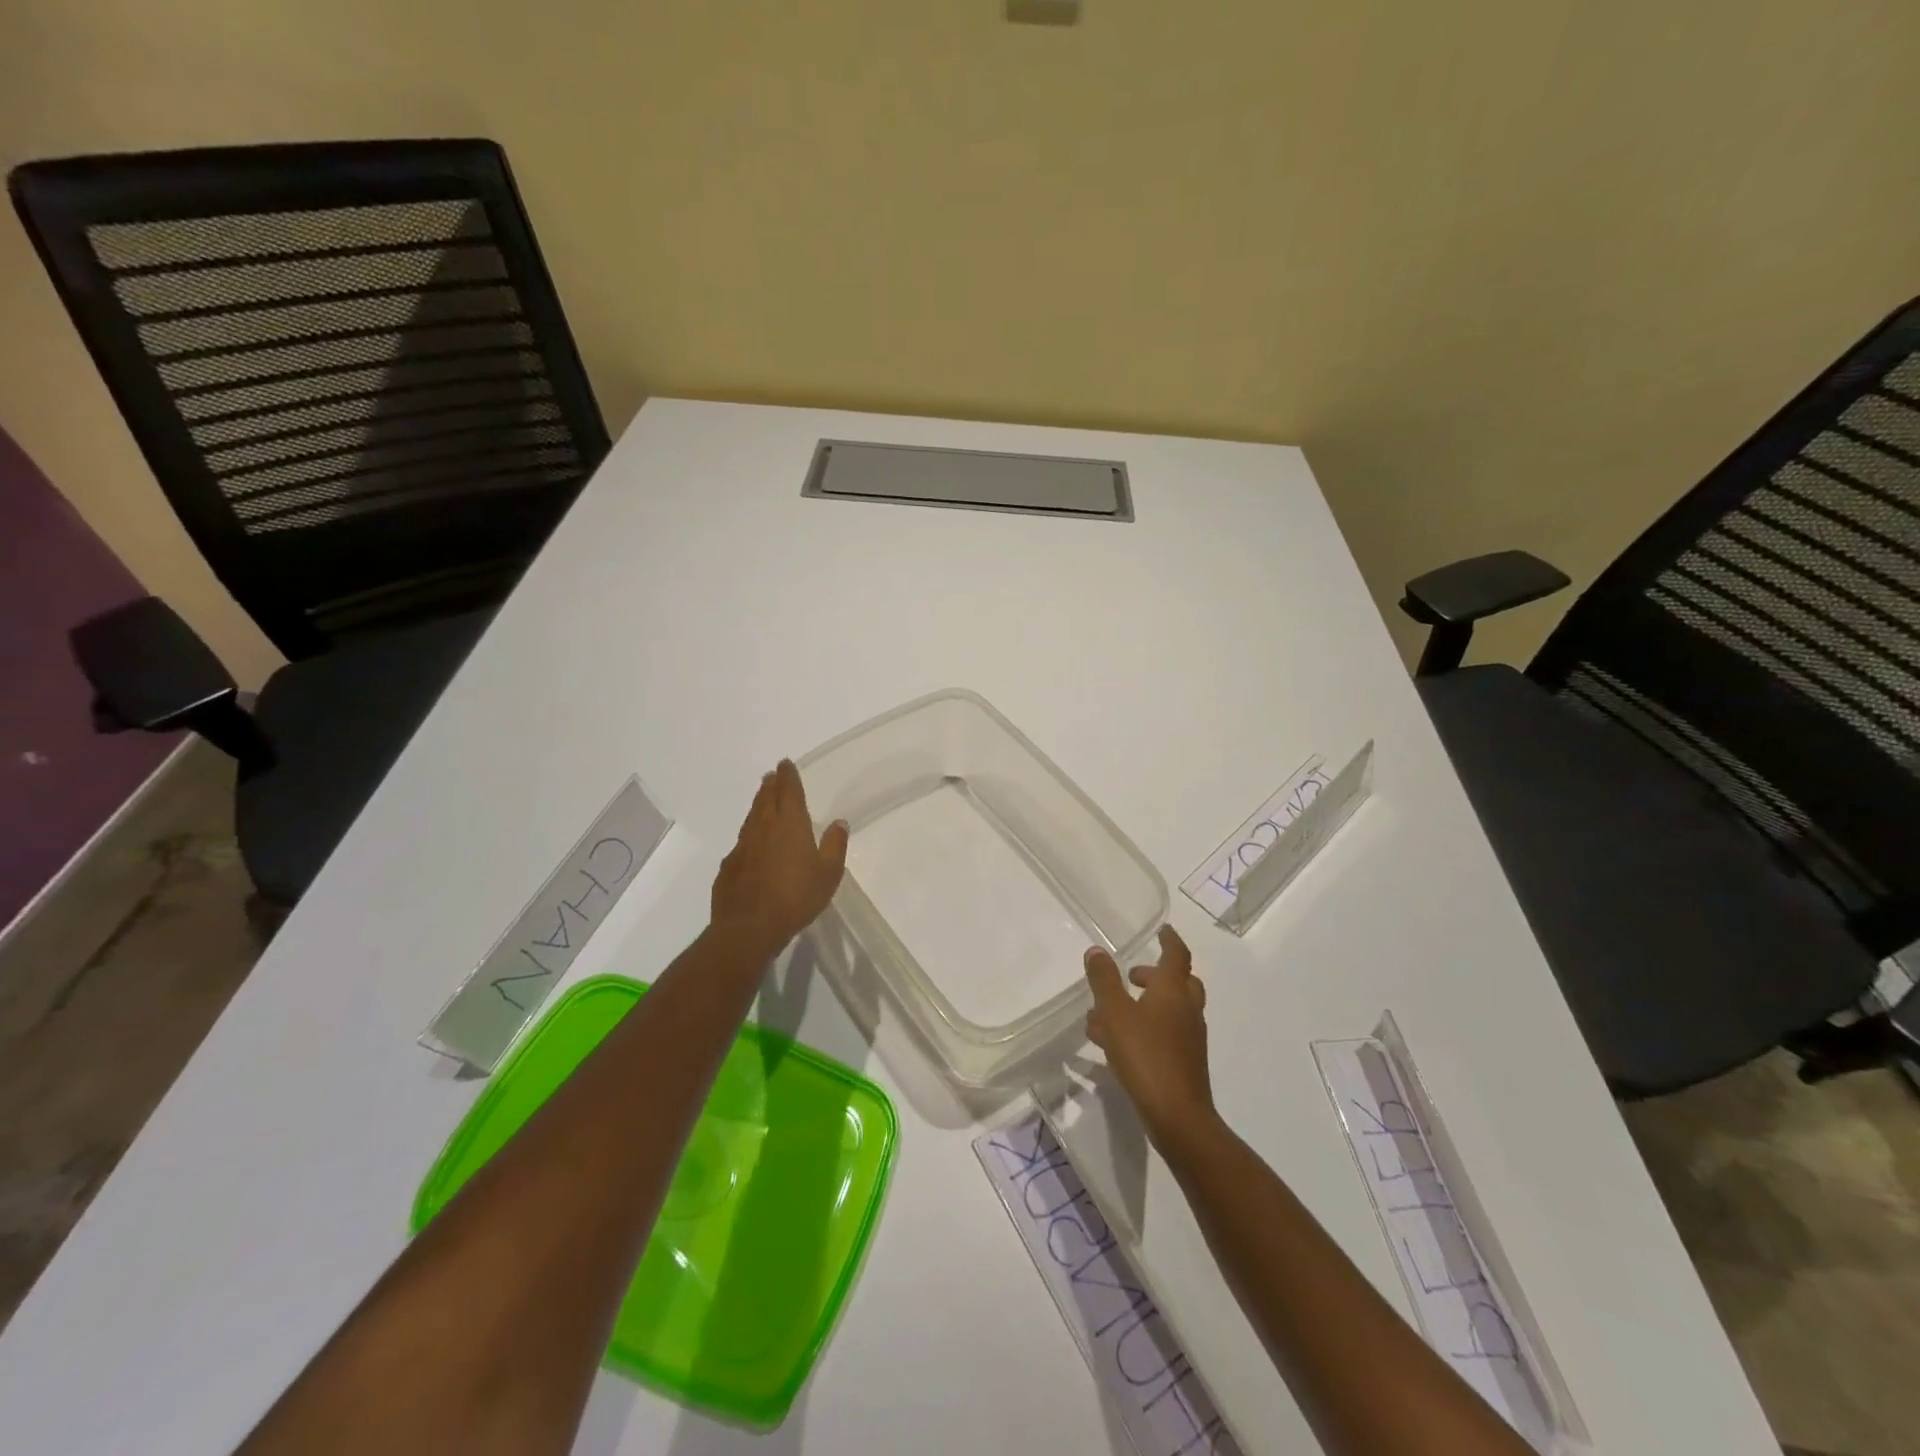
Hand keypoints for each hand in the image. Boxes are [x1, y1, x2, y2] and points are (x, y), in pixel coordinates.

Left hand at [710, 760, 848, 957]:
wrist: (749, 926)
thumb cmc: (796, 897)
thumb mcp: (828, 873)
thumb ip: (834, 845)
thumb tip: (839, 822)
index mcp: (790, 824)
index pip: (789, 790)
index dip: (788, 776)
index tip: (786, 763)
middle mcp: (763, 827)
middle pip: (766, 798)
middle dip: (771, 785)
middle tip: (772, 775)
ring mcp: (742, 846)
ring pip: (751, 817)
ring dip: (758, 804)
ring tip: (762, 799)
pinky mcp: (728, 865)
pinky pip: (741, 842)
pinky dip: (749, 835)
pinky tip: (750, 844)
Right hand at [1085, 925, 1214, 1148]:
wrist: (1177, 1115)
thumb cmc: (1145, 1055)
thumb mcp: (1115, 1013)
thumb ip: (1104, 980)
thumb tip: (1097, 951)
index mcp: (1173, 990)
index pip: (1177, 954)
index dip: (1170, 940)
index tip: (1163, 930)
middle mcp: (1186, 1009)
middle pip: (1180, 982)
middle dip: (1156, 975)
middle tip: (1132, 976)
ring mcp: (1189, 1037)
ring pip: (1171, 1009)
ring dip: (1147, 1004)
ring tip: (1110, 1013)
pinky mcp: (1185, 1062)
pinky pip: (1165, 1033)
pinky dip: (1146, 1027)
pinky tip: (1118, 1044)